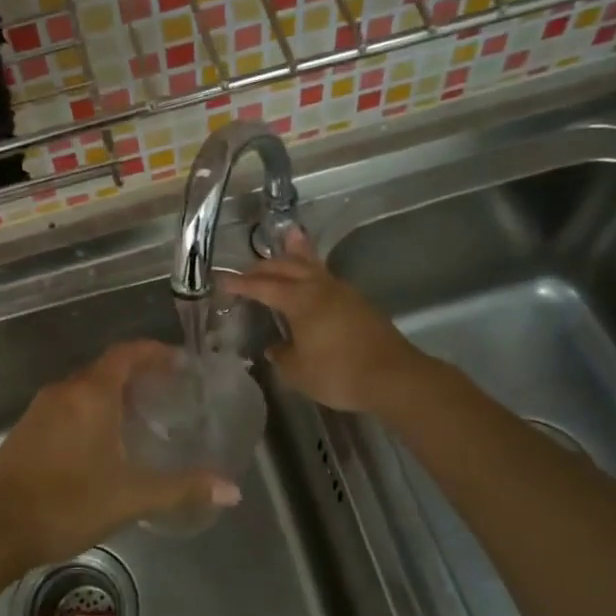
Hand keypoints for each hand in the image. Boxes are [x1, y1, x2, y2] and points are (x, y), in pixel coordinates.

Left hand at [0, 341, 241, 573]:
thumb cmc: (66, 504)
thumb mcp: (130, 497)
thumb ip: (182, 488)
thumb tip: (232, 489)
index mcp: (90, 395)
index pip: (127, 354)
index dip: (155, 352)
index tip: (180, 362)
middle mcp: (64, 392)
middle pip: (106, 368)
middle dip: (139, 374)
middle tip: (170, 393)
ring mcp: (40, 410)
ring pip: (85, 388)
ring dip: (114, 393)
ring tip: (143, 417)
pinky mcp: (27, 430)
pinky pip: (68, 406)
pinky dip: (92, 410)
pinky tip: (104, 442)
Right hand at [227, 231, 422, 413]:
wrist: (394, 377)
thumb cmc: (339, 373)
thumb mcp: (298, 372)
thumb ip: (282, 355)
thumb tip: (276, 347)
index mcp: (300, 300)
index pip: (263, 287)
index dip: (241, 284)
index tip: (221, 281)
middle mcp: (320, 288)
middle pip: (288, 266)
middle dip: (264, 266)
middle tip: (247, 270)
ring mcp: (343, 293)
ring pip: (312, 265)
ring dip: (294, 256)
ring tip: (287, 239)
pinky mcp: (358, 304)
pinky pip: (326, 278)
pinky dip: (312, 271)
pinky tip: (312, 279)